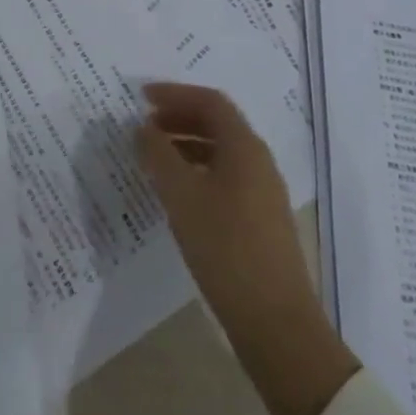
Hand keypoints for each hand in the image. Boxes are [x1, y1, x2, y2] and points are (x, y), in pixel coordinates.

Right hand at [136, 83, 356, 414]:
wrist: (274, 321)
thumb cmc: (225, 247)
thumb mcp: (182, 196)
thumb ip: (158, 155)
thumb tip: (142, 128)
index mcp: (244, 148)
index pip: (210, 102)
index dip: (175, 93)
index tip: (141, 97)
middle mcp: (258, 162)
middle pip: (218, 123)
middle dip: (179, 117)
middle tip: (143, 125)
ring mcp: (262, 192)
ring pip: (220, 152)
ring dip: (185, 144)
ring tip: (152, 156)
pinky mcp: (259, 219)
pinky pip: (224, 176)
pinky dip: (196, 170)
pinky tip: (175, 192)